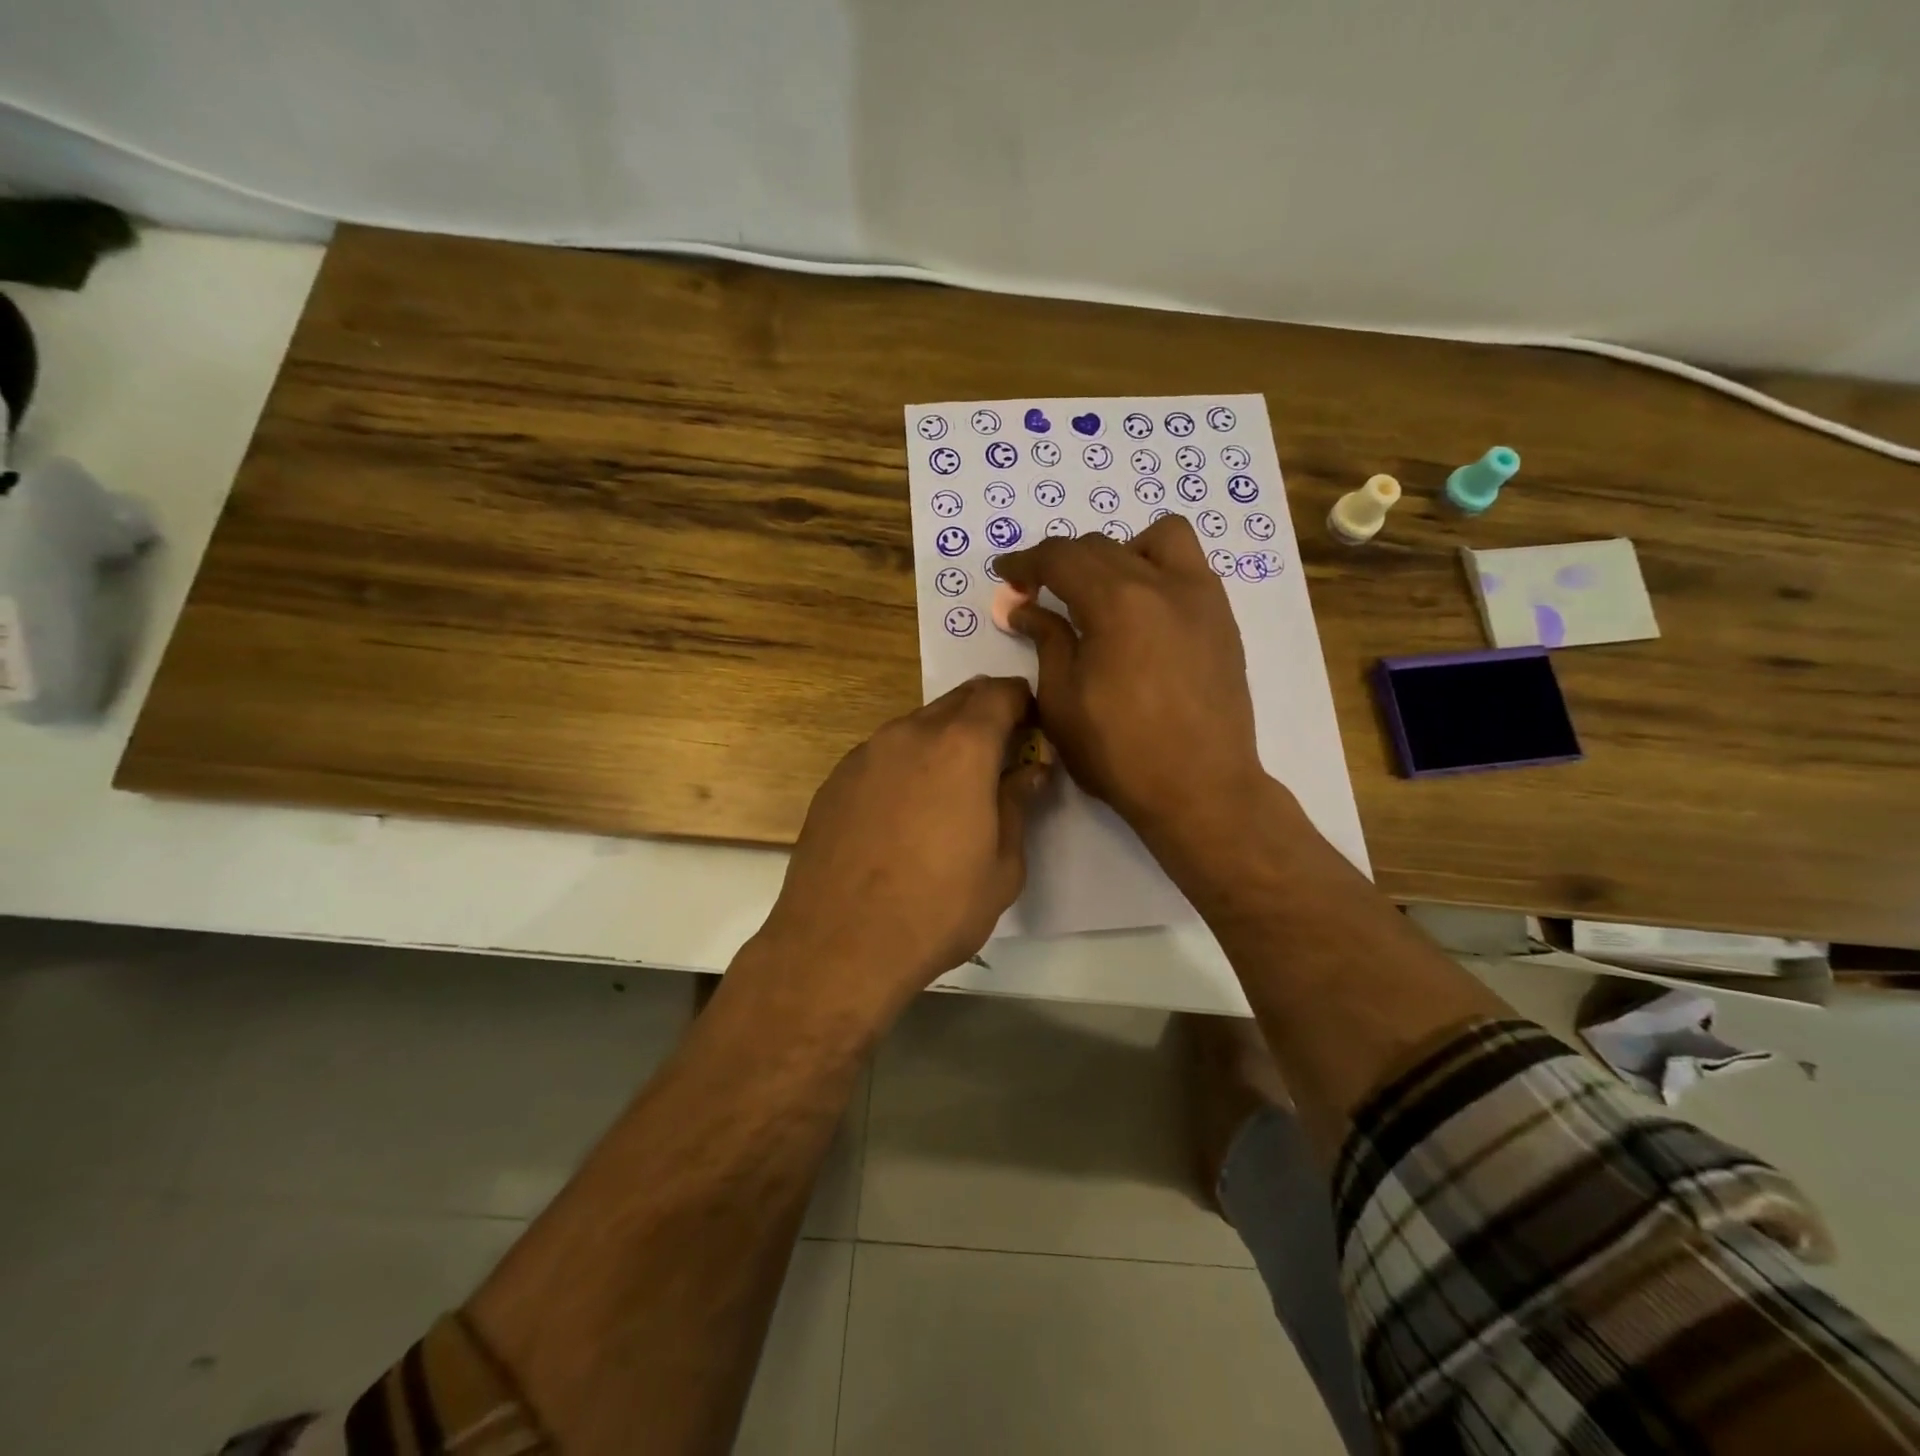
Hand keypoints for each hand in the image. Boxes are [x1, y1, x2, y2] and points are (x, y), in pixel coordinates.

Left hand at [754, 676, 1049, 1021]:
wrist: (839, 945)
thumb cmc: (937, 909)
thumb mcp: (1002, 867)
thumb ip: (1017, 805)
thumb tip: (1030, 770)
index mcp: (961, 747)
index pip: (1001, 694)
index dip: (1022, 703)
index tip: (1032, 727)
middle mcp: (909, 734)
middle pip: (957, 701)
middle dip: (984, 715)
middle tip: (998, 754)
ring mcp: (865, 753)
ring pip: (916, 726)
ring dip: (942, 740)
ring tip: (950, 787)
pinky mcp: (835, 779)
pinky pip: (882, 754)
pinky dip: (905, 765)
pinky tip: (903, 811)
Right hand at [996, 516, 1267, 851]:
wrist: (1201, 789)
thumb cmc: (1120, 753)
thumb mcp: (1062, 702)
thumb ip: (1047, 642)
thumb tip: (1027, 610)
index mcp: (1117, 602)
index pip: (1062, 557)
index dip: (1026, 562)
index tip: (1006, 576)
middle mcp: (1164, 584)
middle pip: (1102, 546)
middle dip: (1062, 562)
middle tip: (1039, 593)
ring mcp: (1202, 598)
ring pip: (1159, 540)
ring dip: (1120, 552)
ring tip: (1103, 593)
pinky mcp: (1223, 620)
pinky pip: (1188, 569)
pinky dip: (1156, 573)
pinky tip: (1142, 616)